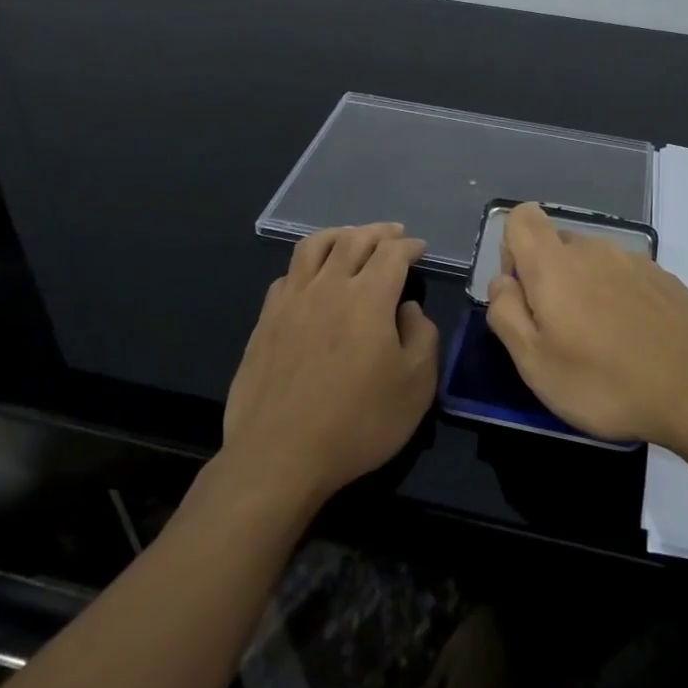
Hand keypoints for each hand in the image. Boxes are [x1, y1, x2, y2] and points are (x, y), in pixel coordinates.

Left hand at [224, 223, 439, 502]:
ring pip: (314, 246)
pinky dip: (307, 265)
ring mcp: (291, 300)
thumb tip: (408, 309)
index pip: (392, 253)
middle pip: (354, 239)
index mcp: (369, 297)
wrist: (280, 456)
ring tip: (350, 237)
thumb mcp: (417, 386)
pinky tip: (311, 278)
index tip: (420, 249)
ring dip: (339, 235)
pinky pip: (288, 274)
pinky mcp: (265, 320)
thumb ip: (422, 336)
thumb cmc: (359, 422)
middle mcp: (329, 286)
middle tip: (393, 233)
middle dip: (378, 232)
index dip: (409, 246)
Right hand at [486, 203, 687, 446]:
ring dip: (585, 292)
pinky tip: (635, 344)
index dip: (512, 251)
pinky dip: (618, 301)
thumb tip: (503, 283)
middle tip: (561, 335)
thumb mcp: (535, 363)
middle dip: (548, 280)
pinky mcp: (665, 279)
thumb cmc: (607, 382)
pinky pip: (624, 279)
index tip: (525, 296)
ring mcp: (635, 261)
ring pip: (592, 264)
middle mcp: (594, 249)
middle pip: (556, 245)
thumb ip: (506, 314)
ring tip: (601, 346)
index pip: (522, 218)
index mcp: (555, 263)